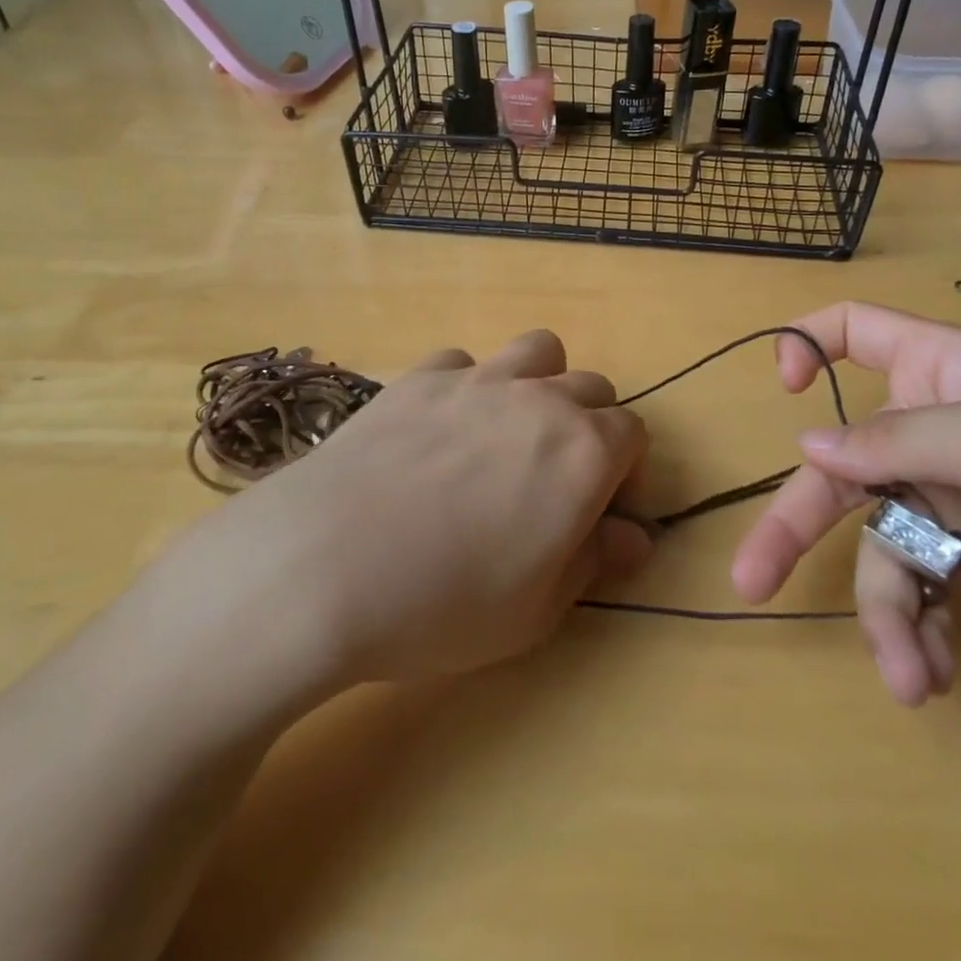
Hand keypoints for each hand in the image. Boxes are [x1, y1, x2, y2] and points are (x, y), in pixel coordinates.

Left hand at [171, 330, 651, 690]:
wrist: (323, 566)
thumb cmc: (443, 604)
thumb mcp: (537, 609)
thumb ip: (596, 560)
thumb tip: (636, 535)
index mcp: (584, 451)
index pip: (632, 434)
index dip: (625, 471)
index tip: (602, 510)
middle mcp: (539, 400)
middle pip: (591, 387)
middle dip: (590, 425)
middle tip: (557, 476)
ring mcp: (477, 379)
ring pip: (537, 351)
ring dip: (540, 383)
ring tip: (509, 432)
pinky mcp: (420, 376)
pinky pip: (463, 362)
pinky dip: (468, 386)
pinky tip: (438, 429)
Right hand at [731, 302, 960, 706]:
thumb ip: (896, 439)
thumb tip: (806, 445)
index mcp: (941, 373)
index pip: (855, 330)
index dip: (806, 344)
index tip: (782, 390)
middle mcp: (933, 430)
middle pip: (840, 465)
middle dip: (796, 524)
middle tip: (751, 581)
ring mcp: (950, 498)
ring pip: (876, 541)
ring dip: (884, 609)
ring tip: (906, 676)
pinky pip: (919, 588)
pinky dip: (920, 629)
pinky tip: (935, 673)